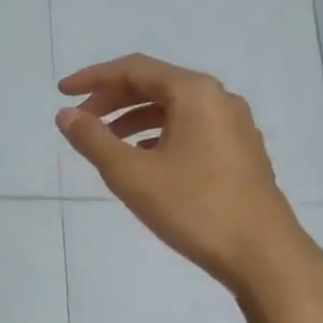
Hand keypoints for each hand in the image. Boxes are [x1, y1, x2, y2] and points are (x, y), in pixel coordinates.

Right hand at [56, 54, 322, 303]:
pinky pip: (190, 129)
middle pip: (155, 84)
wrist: (262, 253)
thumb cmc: (193, 207)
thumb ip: (93, 140)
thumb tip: (65, 115)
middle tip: (80, 121)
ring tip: (104, 143)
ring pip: (173, 109)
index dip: (93, 78)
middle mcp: (218, 100)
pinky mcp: (239, 153)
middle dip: (112, 99)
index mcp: (194, 93)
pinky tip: (142, 160)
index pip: (134, 69)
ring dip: (133, 118)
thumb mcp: (131, 174)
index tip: (61, 93)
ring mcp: (234, 127)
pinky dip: (157, 135)